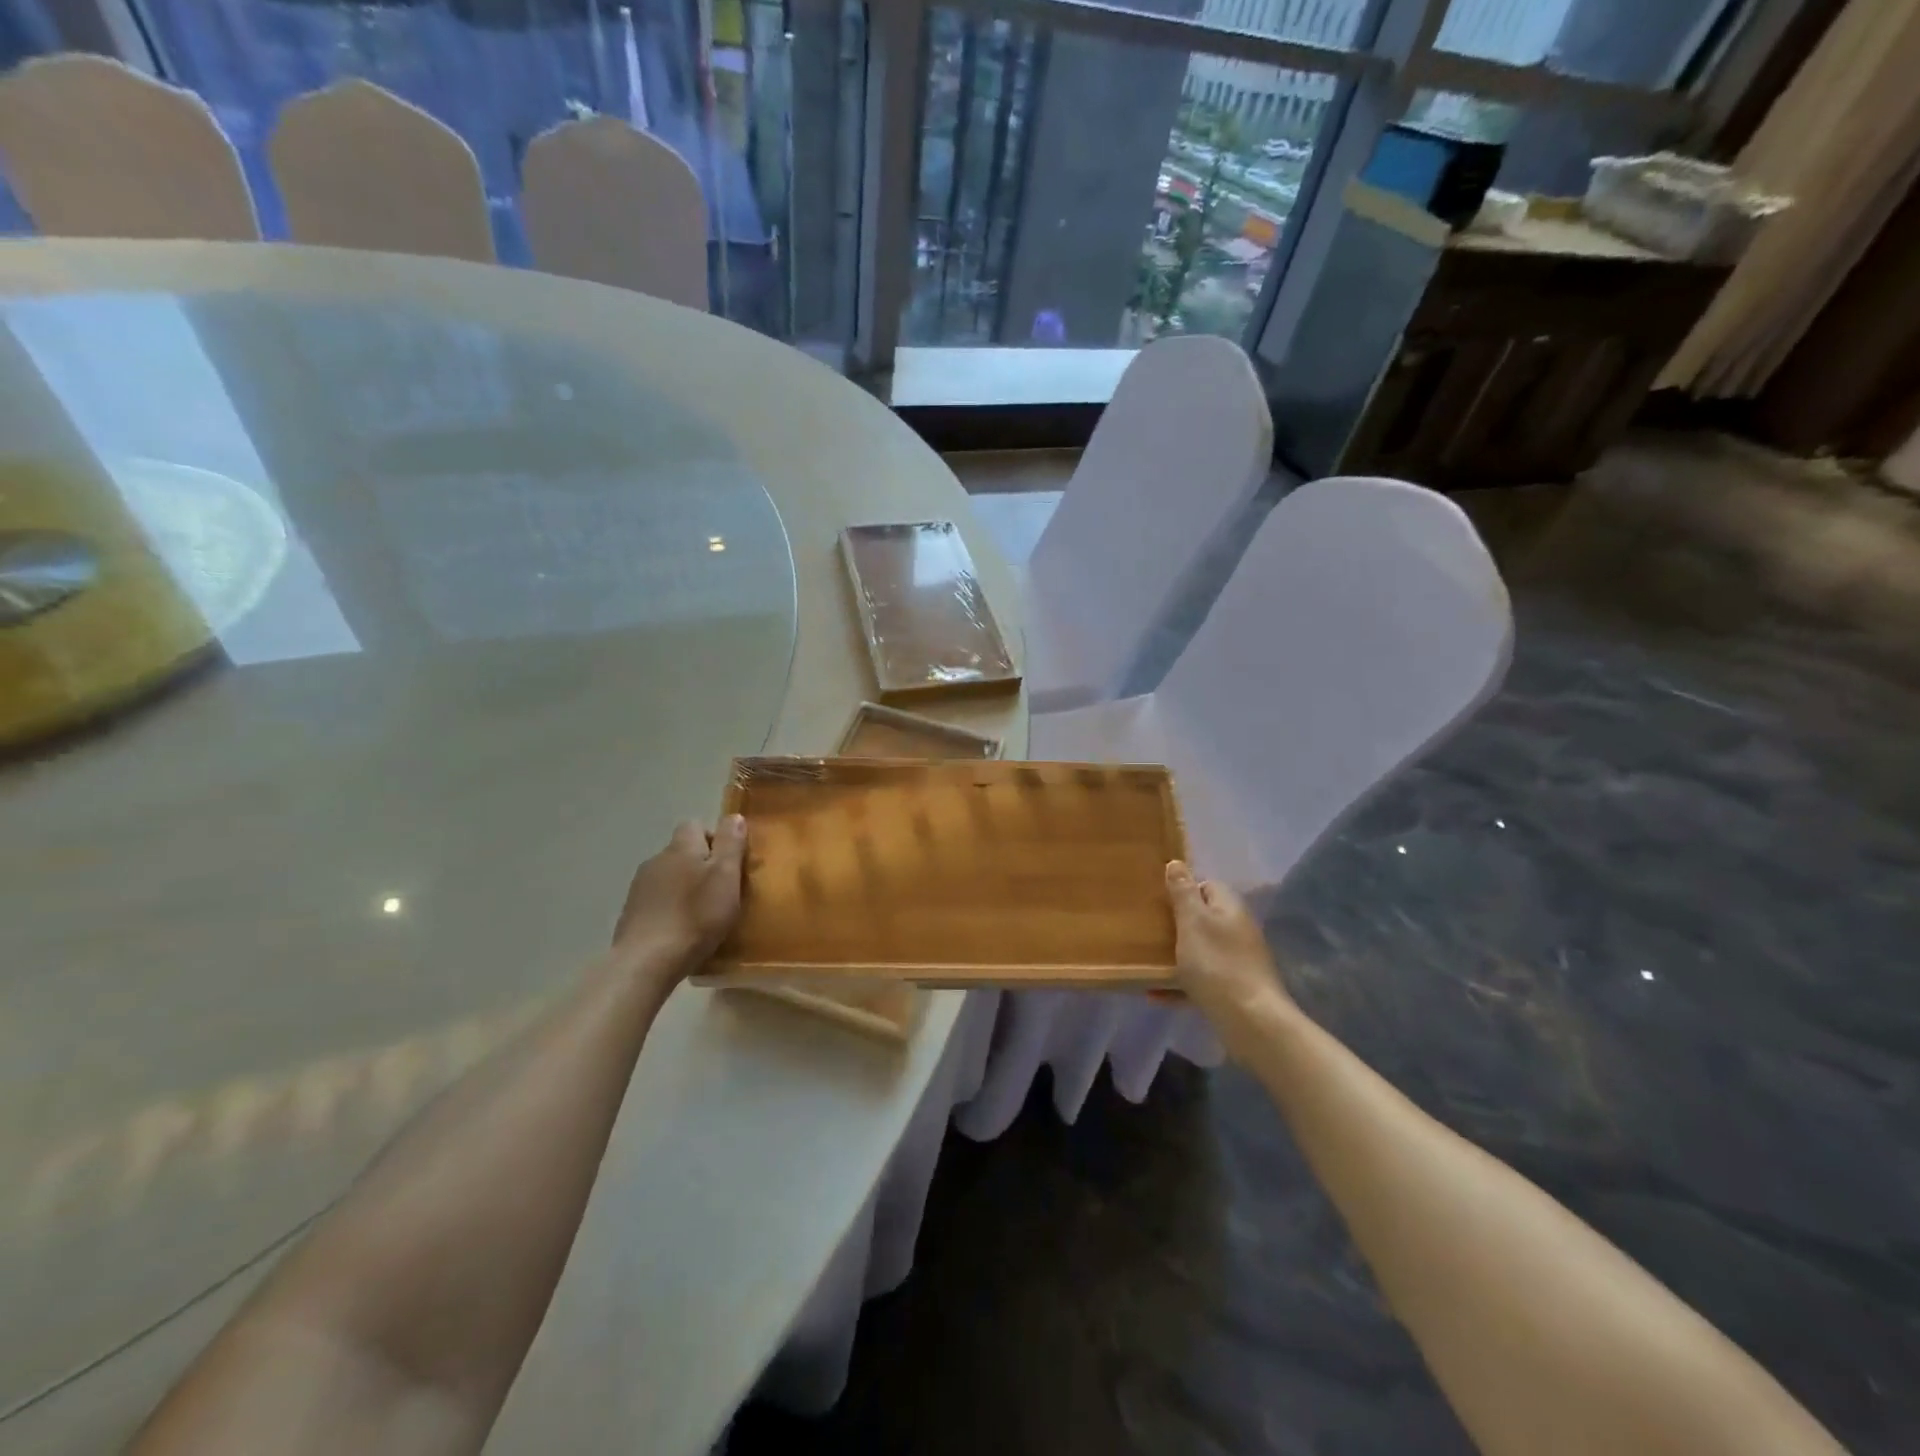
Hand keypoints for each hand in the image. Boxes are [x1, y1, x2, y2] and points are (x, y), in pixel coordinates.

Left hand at [613, 817, 747, 972]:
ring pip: (669, 876)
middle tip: (721, 891)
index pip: (695, 826)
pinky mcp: (631, 913)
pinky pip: (657, 900)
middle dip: (701, 865)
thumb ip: (731, 844)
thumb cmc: (696, 916)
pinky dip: (670, 908)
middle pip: (682, 852)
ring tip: (701, 914)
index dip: (715, 839)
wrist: (647, 961)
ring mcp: (640, 887)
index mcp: (681, 848)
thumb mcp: (726, 876)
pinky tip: (680, 930)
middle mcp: (657, 860)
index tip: (730, 864)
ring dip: (684, 887)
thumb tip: (733, 816)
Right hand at [1166, 861, 1294, 1054]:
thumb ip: (1183, 892)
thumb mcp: (1193, 922)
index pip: (1207, 885)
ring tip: (1146, 959)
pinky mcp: (1232, 990)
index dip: (1183, 889)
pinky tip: (1155, 993)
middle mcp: (1237, 931)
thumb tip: (1177, 863)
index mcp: (1229, 908)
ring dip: (1176, 954)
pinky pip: (1200, 980)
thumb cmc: (1217, 964)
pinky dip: (1179, 984)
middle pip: (1203, 918)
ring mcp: (1237, 962)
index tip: (1158, 900)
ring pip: (1201, 950)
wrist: (1251, 1022)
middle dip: (1176, 923)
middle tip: (1147, 929)